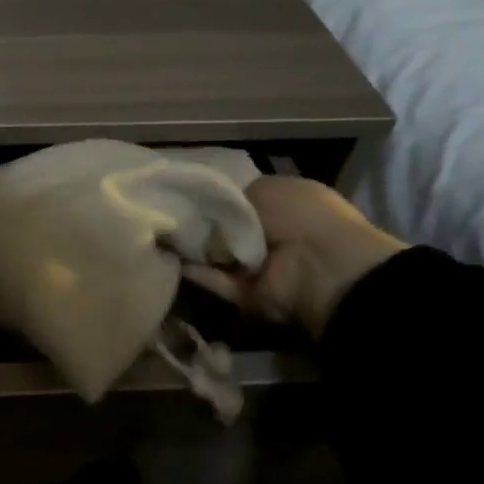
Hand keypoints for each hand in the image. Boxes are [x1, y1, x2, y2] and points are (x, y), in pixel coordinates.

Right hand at [186, 176, 407, 337]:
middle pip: (227, 228)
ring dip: (196, 248)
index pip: (242, 199)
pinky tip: (174, 258)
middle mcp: (274, 234)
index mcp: (285, 203)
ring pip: (219, 255)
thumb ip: (233, 197)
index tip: (188, 195)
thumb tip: (215, 209)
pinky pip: (218, 282)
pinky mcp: (250, 296)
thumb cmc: (298, 215)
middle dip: (201, 222)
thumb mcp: (264, 188)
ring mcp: (261, 268)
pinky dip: (198, 274)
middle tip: (171, 214)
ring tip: (163, 234)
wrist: (320, 267)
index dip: (216, 197)